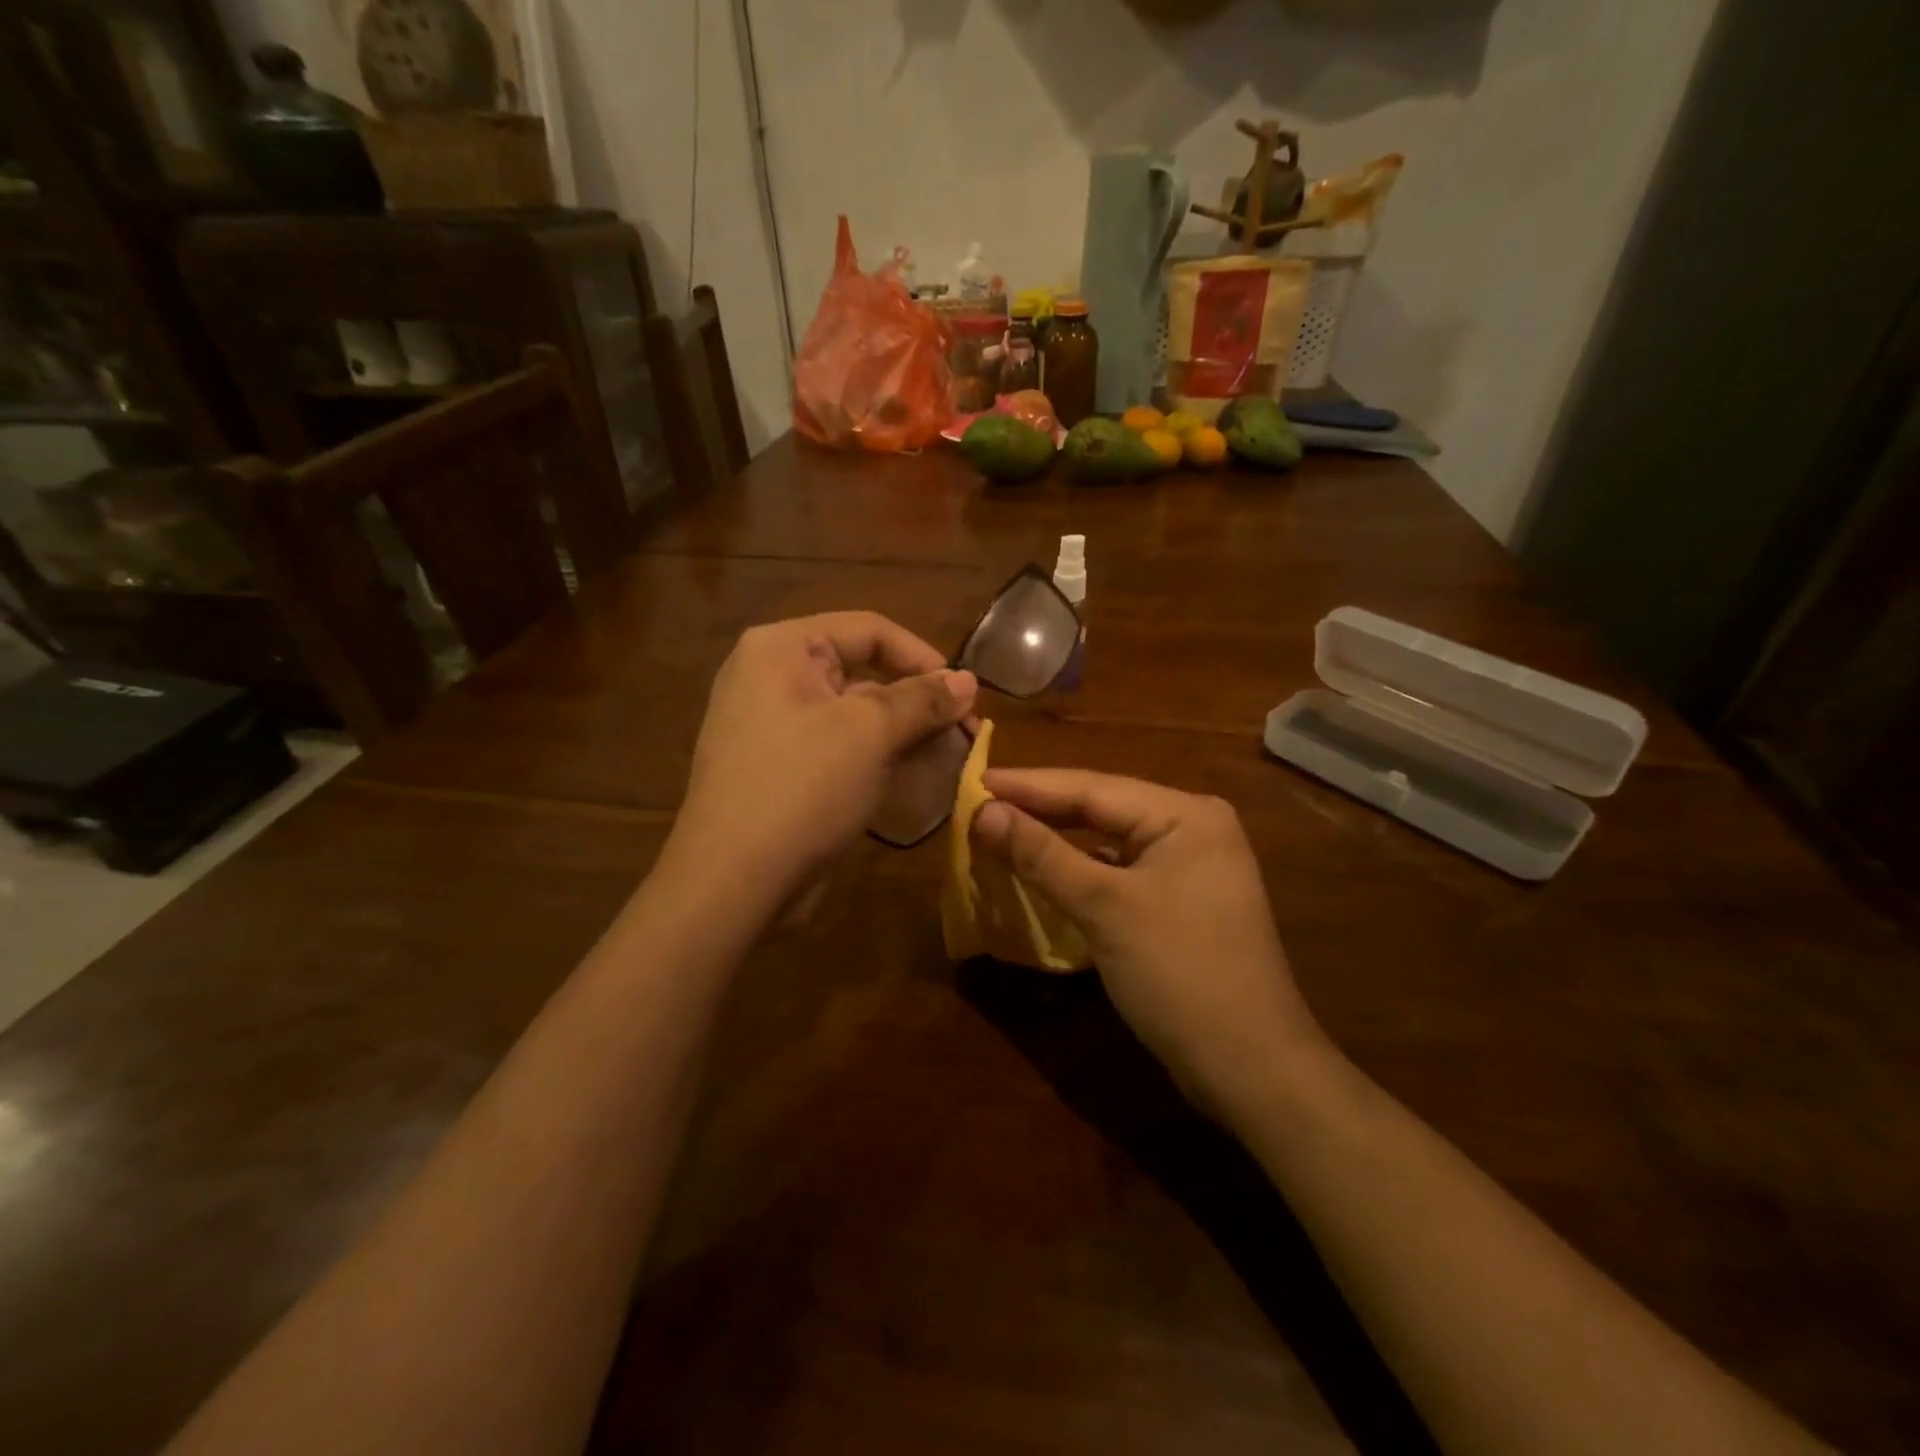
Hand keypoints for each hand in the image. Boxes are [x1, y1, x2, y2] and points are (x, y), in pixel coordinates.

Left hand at [667, 612, 976, 904]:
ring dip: (902, 733)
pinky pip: (838, 748)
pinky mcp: (779, 768)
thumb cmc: (803, 788)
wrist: (732, 883)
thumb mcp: (870, 732)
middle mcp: (771, 676)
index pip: (869, 630)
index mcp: (782, 648)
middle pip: (862, 671)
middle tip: (963, 734)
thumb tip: (969, 681)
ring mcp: (771, 726)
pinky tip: (911, 780)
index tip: (966, 696)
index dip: (924, 657)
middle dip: (917, 701)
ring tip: (947, 759)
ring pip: (853, 715)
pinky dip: (876, 758)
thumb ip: (923, 699)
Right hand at [972, 770, 1326, 1112]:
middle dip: (1039, 808)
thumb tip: (983, 811)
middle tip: (979, 802)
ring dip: (1056, 838)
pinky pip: (1118, 871)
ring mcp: (1189, 866)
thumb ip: (1043, 854)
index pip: (1092, 787)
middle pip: (1101, 808)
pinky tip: (1044, 869)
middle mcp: (1191, 828)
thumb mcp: (1105, 909)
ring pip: (1107, 840)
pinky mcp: (1179, 901)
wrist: (1252, 1070)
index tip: (974, 780)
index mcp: (1185, 814)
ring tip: (1000, 828)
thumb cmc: (1180, 976)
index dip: (1027, 785)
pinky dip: (1079, 869)